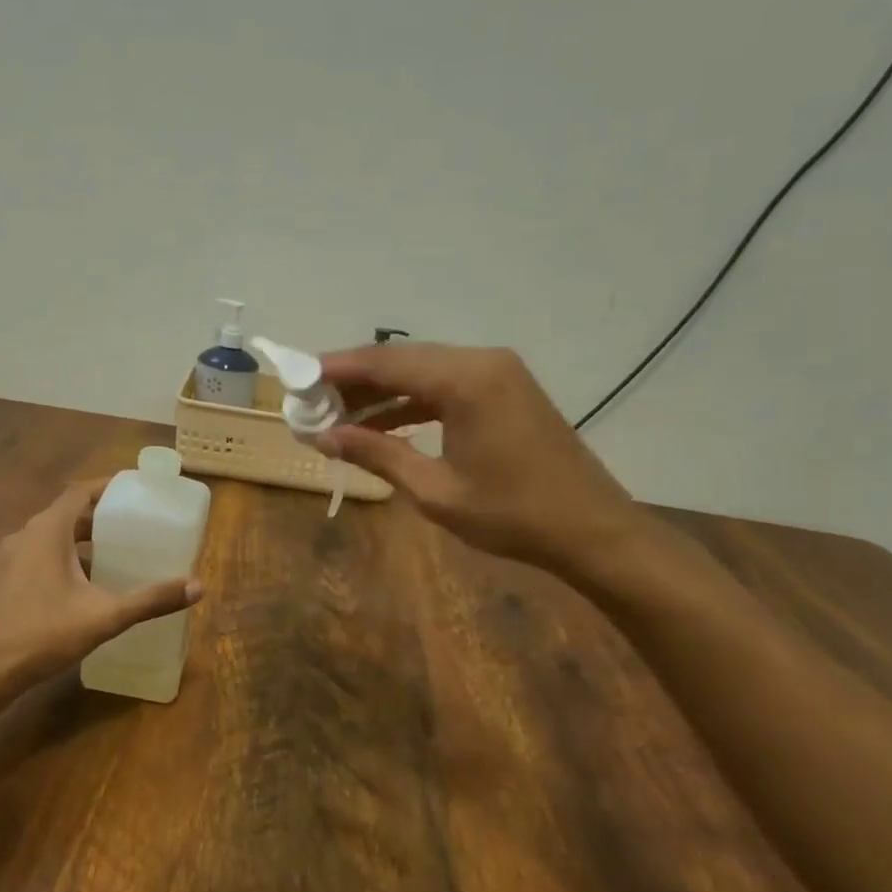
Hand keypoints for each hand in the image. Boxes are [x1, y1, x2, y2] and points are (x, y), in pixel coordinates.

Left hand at [0, 478, 201, 686]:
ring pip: (51, 536)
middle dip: (99, 516)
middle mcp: (26, 535)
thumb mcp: (105, 615)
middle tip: (132, 523)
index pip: (80, 492)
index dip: (107, 486)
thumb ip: (150, 599)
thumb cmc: (45, 632)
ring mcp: (11, 557)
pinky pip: (39, 554)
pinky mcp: (5, 578)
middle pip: (67, 513)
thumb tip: (197, 586)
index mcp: (48, 531)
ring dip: (80, 538)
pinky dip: (63, 556)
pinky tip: (83, 583)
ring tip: (114, 550)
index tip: (134, 488)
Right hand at [316, 343, 647, 576]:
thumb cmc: (513, 515)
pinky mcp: (505, 390)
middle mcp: (481, 362)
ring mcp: (498, 373)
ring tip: (338, 417)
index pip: (385, 363)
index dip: (336, 369)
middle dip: (354, 381)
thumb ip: (377, 454)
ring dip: (381, 393)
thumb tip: (324, 438)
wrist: (593, 531)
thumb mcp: (435, 490)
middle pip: (402, 360)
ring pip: (423, 372)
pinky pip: (445, 386)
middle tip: (313, 403)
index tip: (298, 380)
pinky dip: (412, 402)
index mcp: (465, 380)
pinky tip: (382, 424)